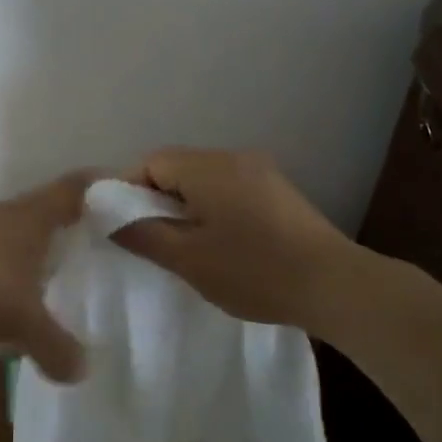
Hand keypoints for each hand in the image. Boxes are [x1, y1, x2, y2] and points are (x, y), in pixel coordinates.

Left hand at [0, 173, 92, 381]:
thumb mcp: (18, 317)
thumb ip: (53, 345)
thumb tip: (83, 371)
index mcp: (33, 216)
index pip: (77, 188)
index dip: (103, 186)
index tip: (127, 193)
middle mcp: (5, 215)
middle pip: (48, 212)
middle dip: (71, 230)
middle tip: (99, 254)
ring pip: (15, 239)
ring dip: (34, 258)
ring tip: (55, 287)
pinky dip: (2, 279)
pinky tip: (2, 307)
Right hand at [110, 148, 359, 329]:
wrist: (333, 284)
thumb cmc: (253, 271)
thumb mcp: (188, 259)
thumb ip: (143, 234)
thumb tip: (108, 216)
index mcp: (208, 166)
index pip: (150, 162)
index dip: (128, 191)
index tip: (123, 227)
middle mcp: (233, 157)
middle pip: (177, 167)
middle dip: (156, 200)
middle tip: (151, 241)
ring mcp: (260, 171)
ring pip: (203, 179)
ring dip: (185, 206)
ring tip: (184, 247)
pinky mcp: (278, 191)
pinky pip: (229, 188)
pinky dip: (212, 208)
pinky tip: (220, 244)